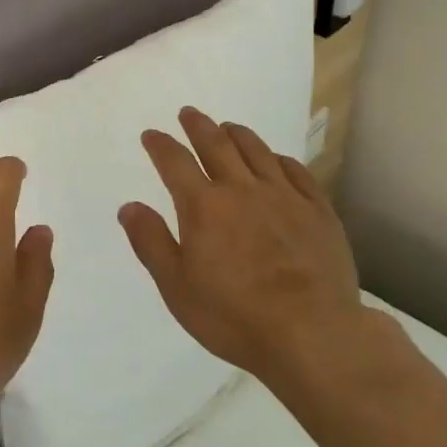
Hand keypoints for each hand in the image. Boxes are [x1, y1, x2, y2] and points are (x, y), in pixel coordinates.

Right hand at [119, 106, 364, 386]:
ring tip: (228, 127)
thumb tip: (129, 206)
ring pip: (257, 151)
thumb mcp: (177, 288)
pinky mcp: (317, 210)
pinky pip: (296, 171)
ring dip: (238, 134)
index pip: (175, 163)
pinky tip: (275, 159)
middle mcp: (242, 189)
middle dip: (199, 126)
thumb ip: (151, 243)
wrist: (312, 333)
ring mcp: (284, 196)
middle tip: (189, 113)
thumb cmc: (234, 317)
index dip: (160, 145)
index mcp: (204, 207)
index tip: (151, 135)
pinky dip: (278, 159)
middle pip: (217, 145)